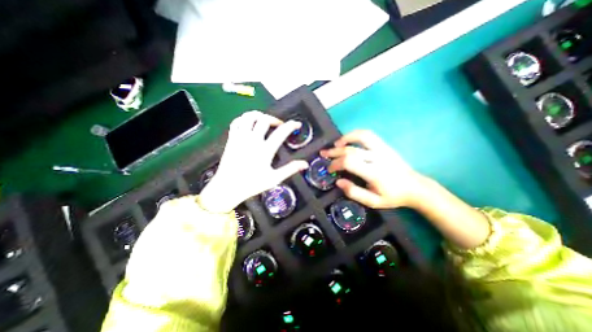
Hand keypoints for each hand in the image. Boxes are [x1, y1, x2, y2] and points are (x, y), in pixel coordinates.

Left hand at [200, 112, 310, 212]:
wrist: (228, 187)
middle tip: (279, 125)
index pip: (281, 132)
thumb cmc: (251, 184)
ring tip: (265, 121)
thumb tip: (304, 164)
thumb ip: (290, 169)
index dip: (291, 125)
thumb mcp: (274, 179)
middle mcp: (252, 140)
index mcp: (265, 150)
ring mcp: (240, 138)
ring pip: (249, 116)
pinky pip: (237, 122)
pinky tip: (249, 123)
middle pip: (264, 119)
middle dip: (275, 119)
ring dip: (259, 115)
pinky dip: (244, 119)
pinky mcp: (231, 139)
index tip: (296, 124)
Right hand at [322, 131, 428, 208]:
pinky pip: (368, 135)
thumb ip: (354, 192)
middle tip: (323, 154)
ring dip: (345, 138)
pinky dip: (355, 135)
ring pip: (361, 136)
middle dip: (334, 152)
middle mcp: (378, 158)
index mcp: (374, 173)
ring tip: (335, 144)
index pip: (349, 162)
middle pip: (351, 149)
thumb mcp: (373, 202)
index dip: (335, 164)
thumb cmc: (393, 196)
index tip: (330, 169)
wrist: (415, 187)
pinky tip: (348, 140)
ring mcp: (382, 149)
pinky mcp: (385, 146)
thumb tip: (338, 182)